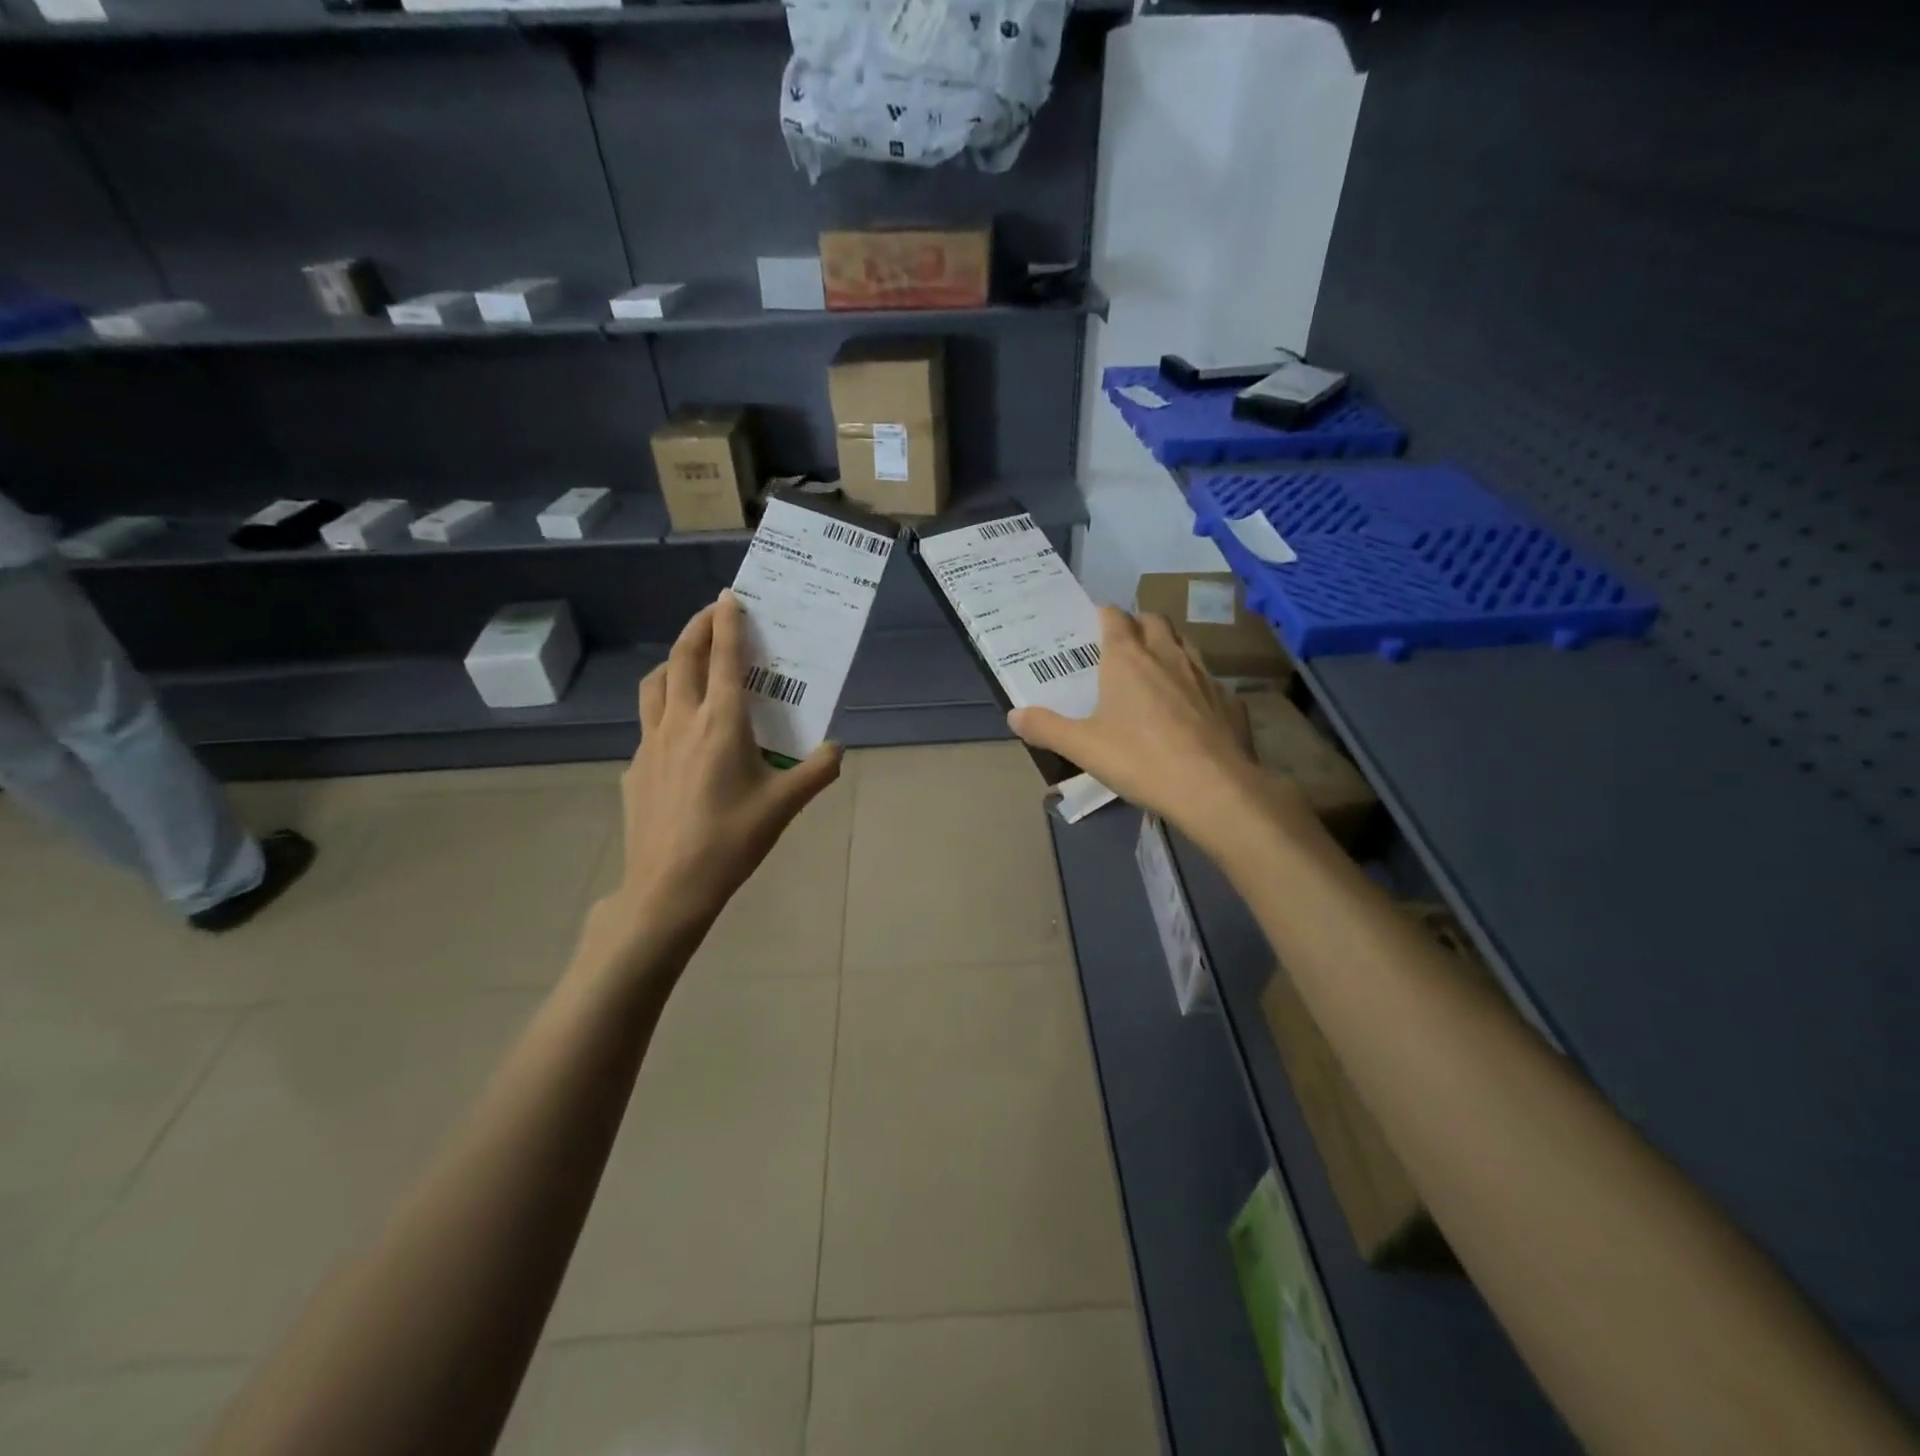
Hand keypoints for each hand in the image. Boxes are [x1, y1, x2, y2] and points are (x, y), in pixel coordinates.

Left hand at [582, 591, 842, 968]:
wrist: (668, 886)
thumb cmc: (731, 840)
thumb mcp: (785, 806)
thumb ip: (817, 771)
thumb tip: (838, 747)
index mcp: (721, 723)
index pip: (724, 658)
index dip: (728, 622)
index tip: (731, 596)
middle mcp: (682, 720)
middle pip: (684, 657)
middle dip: (698, 627)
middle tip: (713, 613)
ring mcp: (652, 742)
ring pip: (656, 683)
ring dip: (674, 660)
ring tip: (689, 660)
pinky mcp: (636, 766)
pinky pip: (648, 720)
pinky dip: (663, 703)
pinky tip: (678, 729)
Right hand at [1010, 606, 1295, 847]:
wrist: (1214, 789)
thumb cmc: (1140, 760)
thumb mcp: (1083, 748)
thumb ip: (1046, 728)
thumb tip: (1014, 715)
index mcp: (1128, 660)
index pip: (1115, 618)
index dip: (1103, 615)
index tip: (1094, 623)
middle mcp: (1168, 656)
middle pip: (1154, 621)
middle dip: (1139, 623)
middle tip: (1124, 644)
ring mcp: (1205, 676)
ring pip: (1186, 644)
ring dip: (1170, 647)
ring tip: (1157, 670)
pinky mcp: (1231, 701)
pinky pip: (1211, 683)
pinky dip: (1197, 687)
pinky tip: (1192, 711)